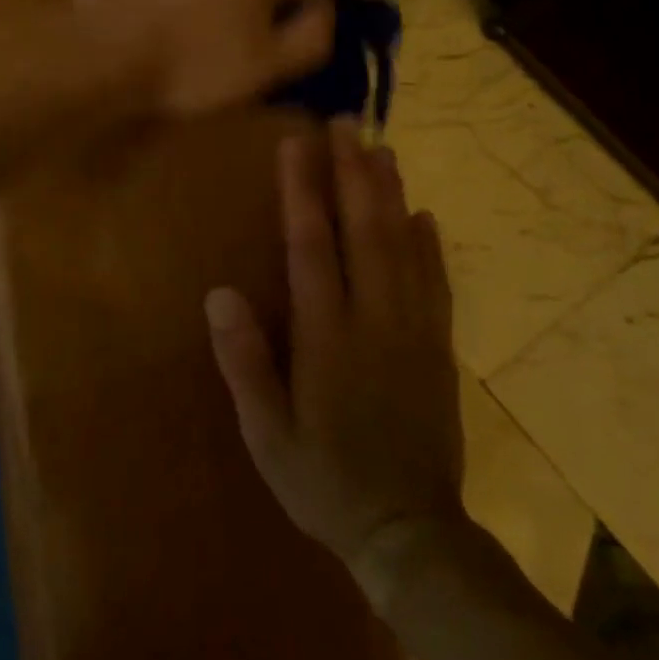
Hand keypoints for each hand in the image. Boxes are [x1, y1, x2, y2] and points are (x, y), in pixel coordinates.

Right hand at [206, 120, 463, 568]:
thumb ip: (244, 363)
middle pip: (364, 231)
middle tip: (346, 125)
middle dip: (352, 173)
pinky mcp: (439, 349)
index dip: (303, 191)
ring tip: (383, 151)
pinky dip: (431, 246)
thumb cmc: (325, 482)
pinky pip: (437, 284)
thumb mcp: (267, 435)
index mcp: (327, 336)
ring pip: (404, 248)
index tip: (297, 144)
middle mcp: (374, 320)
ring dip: (392, 195)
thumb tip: (219, 294)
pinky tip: (426, 216)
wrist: (410, 534)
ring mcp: (414, 331)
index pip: (312, 246)